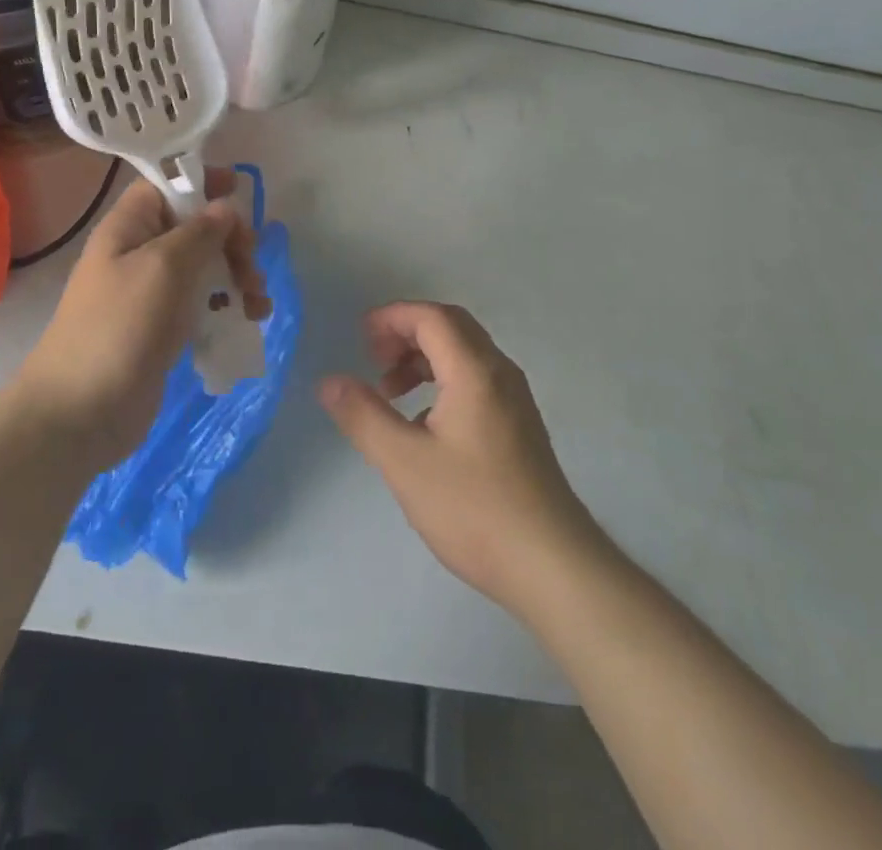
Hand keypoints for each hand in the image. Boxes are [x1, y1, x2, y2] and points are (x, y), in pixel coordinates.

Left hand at [16, 169, 268, 469]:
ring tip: (257, 304)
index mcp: (129, 228)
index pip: (165, 185)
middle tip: (250, 265)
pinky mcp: (165, 330)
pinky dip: (229, 307)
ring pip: (205, 268)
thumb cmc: (120, 327)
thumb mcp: (164, 266)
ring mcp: (153, 295)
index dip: (200, 180)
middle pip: (195, 228)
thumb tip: (225, 207)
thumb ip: (200, 232)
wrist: (81, 413)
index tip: (239, 189)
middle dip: (231, 241)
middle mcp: (140, 254)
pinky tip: (249, 321)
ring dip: (238, 278)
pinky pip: (203, 304)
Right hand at [319, 302, 606, 615]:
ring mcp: (515, 399)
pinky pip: (476, 380)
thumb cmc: (474, 508)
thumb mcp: (405, 463)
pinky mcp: (519, 425)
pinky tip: (424, 423)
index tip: (359, 337)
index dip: (392, 317)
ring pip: (465, 354)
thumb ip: (364, 416)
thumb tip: (329, 381)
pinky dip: (443, 381)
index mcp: (475, 371)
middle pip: (451, 327)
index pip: (432, 317)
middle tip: (373, 358)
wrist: (552, 564)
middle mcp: (500, 373)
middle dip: (407, 333)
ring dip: (424, 359)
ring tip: (391, 392)